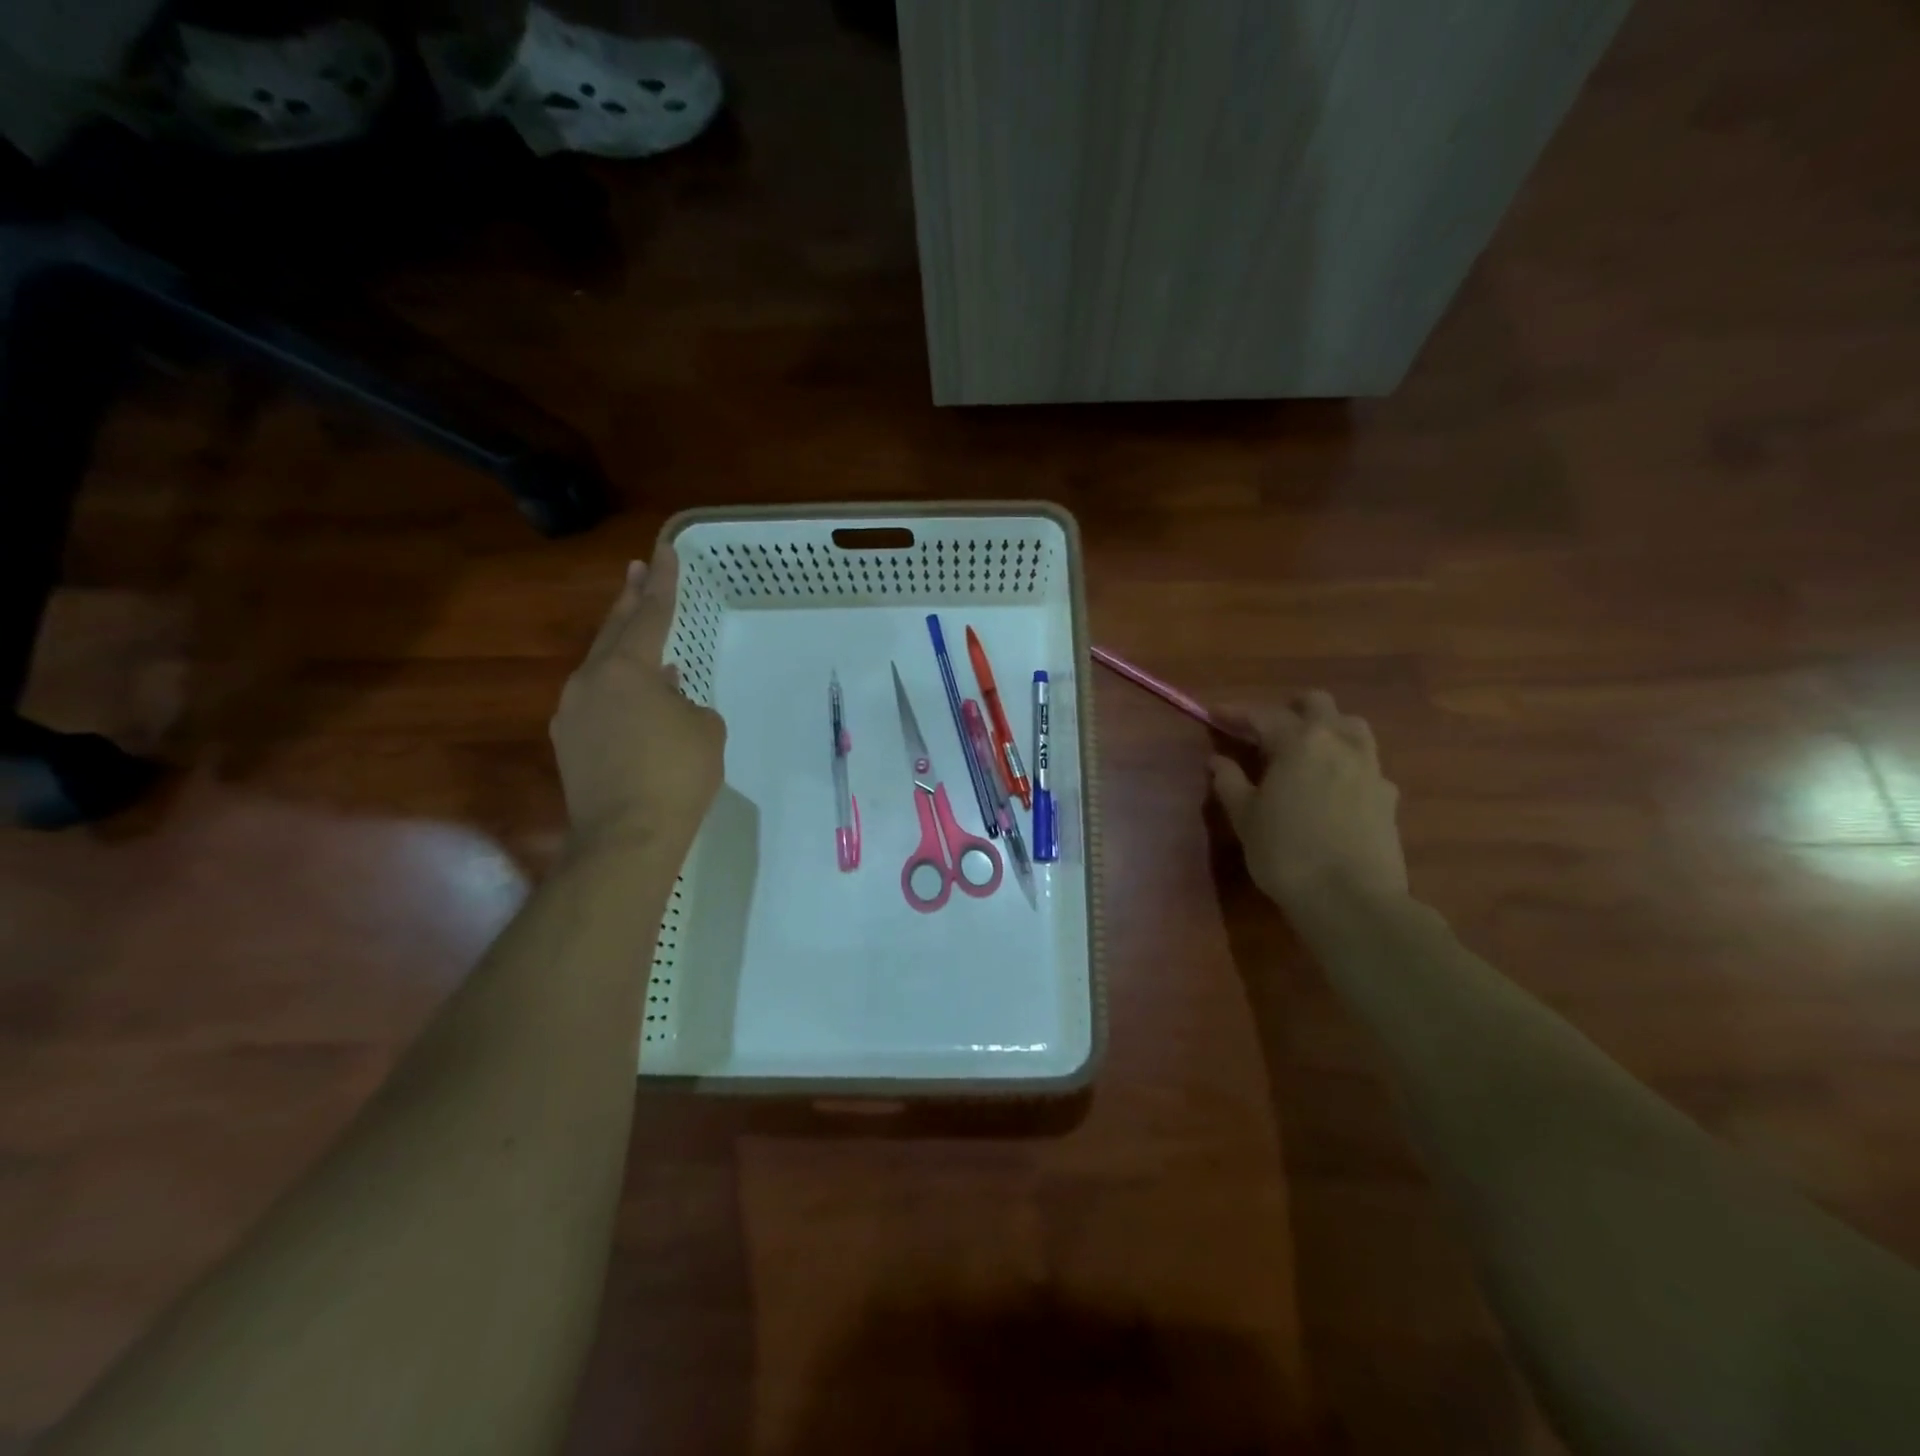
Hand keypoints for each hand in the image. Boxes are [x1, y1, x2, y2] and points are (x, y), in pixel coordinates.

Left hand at [552, 546, 724, 847]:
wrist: (627, 837)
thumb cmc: (677, 775)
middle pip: (614, 631)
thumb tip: (669, 697)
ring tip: (646, 646)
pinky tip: (636, 704)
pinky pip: (598, 703)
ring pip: (602, 670)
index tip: (664, 549)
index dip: (663, 582)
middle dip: (630, 599)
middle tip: (638, 569)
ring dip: (625, 653)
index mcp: (627, 669)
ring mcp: (573, 713)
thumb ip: (689, 702)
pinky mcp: (569, 744)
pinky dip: (619, 694)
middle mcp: (591, 682)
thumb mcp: (705, 730)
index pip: (651, 614)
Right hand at [1210, 691, 1406, 911]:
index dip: (1236, 713)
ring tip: (1305, 751)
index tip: (1215, 714)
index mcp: (1300, 742)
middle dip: (1290, 709)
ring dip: (1326, 728)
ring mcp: (1370, 767)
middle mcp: (1339, 743)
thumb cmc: (1285, 853)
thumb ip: (1230, 782)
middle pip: (1318, 704)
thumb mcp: (1245, 818)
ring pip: (1351, 726)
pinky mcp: (1388, 795)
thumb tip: (1218, 760)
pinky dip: (1346, 763)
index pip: (1264, 715)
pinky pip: (1366, 763)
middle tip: (1266, 730)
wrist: (1351, 900)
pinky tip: (1333, 787)